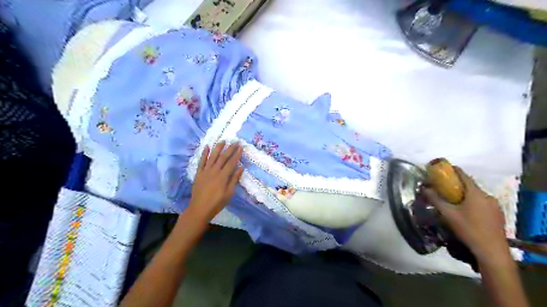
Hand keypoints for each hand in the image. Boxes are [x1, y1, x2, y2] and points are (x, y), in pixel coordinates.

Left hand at [187, 143, 242, 223]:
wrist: (200, 209)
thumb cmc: (217, 203)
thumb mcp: (229, 193)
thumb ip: (234, 180)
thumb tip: (241, 168)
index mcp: (223, 176)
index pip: (231, 162)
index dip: (237, 154)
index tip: (241, 147)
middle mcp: (214, 171)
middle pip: (223, 157)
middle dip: (230, 149)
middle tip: (235, 142)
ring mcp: (205, 171)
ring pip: (212, 157)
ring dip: (218, 148)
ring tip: (223, 140)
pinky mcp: (199, 173)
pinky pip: (201, 161)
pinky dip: (204, 154)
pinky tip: (207, 147)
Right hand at [423, 168, 507, 263]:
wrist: (491, 251)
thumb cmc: (468, 229)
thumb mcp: (448, 214)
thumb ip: (435, 199)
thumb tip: (424, 188)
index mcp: (476, 193)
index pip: (464, 175)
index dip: (452, 170)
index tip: (442, 169)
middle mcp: (487, 196)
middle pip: (470, 185)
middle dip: (456, 185)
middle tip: (443, 188)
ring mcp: (495, 206)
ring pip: (476, 195)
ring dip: (464, 195)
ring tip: (452, 201)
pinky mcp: (497, 215)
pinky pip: (482, 203)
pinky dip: (472, 202)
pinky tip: (465, 212)